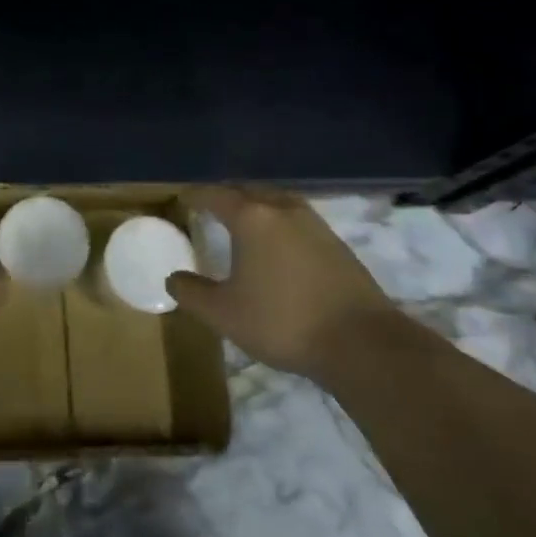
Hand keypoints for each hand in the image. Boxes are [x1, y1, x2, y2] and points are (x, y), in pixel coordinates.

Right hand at [167, 186, 394, 376]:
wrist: (362, 344)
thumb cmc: (282, 321)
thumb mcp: (223, 313)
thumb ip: (192, 293)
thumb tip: (173, 278)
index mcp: (252, 218)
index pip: (216, 195)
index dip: (196, 196)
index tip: (183, 198)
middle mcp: (283, 211)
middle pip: (249, 191)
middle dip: (227, 196)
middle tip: (210, 206)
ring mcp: (315, 226)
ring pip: (277, 203)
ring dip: (257, 206)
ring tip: (243, 222)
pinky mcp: (337, 246)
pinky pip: (297, 221)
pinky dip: (279, 223)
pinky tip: (277, 245)